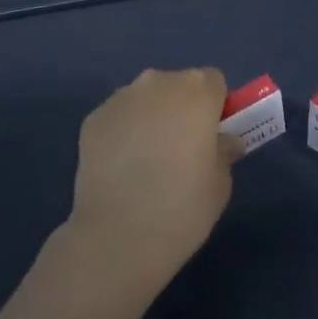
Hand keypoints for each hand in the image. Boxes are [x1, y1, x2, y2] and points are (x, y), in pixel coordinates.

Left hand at [65, 68, 239, 296]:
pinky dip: (124, 133)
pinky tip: (122, 168)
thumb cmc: (183, 206)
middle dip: (181, 109)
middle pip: (177, 85)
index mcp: (196, 91)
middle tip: (181, 150)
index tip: (211, 136)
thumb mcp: (220, 182)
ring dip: (151, 118)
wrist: (119, 235)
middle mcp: (157, 83)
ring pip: (145, 99)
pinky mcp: (93, 119)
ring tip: (147, 162)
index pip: (214, 83)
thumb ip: (224, 151)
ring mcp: (121, 98)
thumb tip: (223, 141)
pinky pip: (119, 118)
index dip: (215, 107)